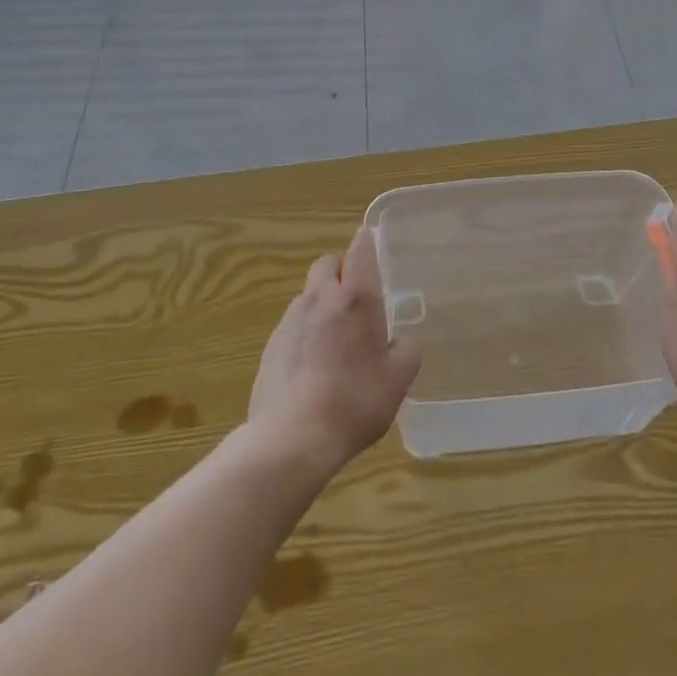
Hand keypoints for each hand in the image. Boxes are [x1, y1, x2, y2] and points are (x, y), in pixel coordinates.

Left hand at [248, 227, 421, 474]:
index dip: (366, 242)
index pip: (360, 253)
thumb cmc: (355, 401)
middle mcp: (320, 299)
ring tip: (335, 338)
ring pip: (308, 295)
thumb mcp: (398, 380)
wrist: (292, 437)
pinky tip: (313, 365)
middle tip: (355, 297)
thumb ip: (405, 351)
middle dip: (340, 270)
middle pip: (326, 264)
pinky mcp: (271, 345)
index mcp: (356, 299)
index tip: (369, 238)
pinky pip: (293, 325)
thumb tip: (398, 341)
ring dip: (322, 303)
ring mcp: (290, 320)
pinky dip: (305, 332)